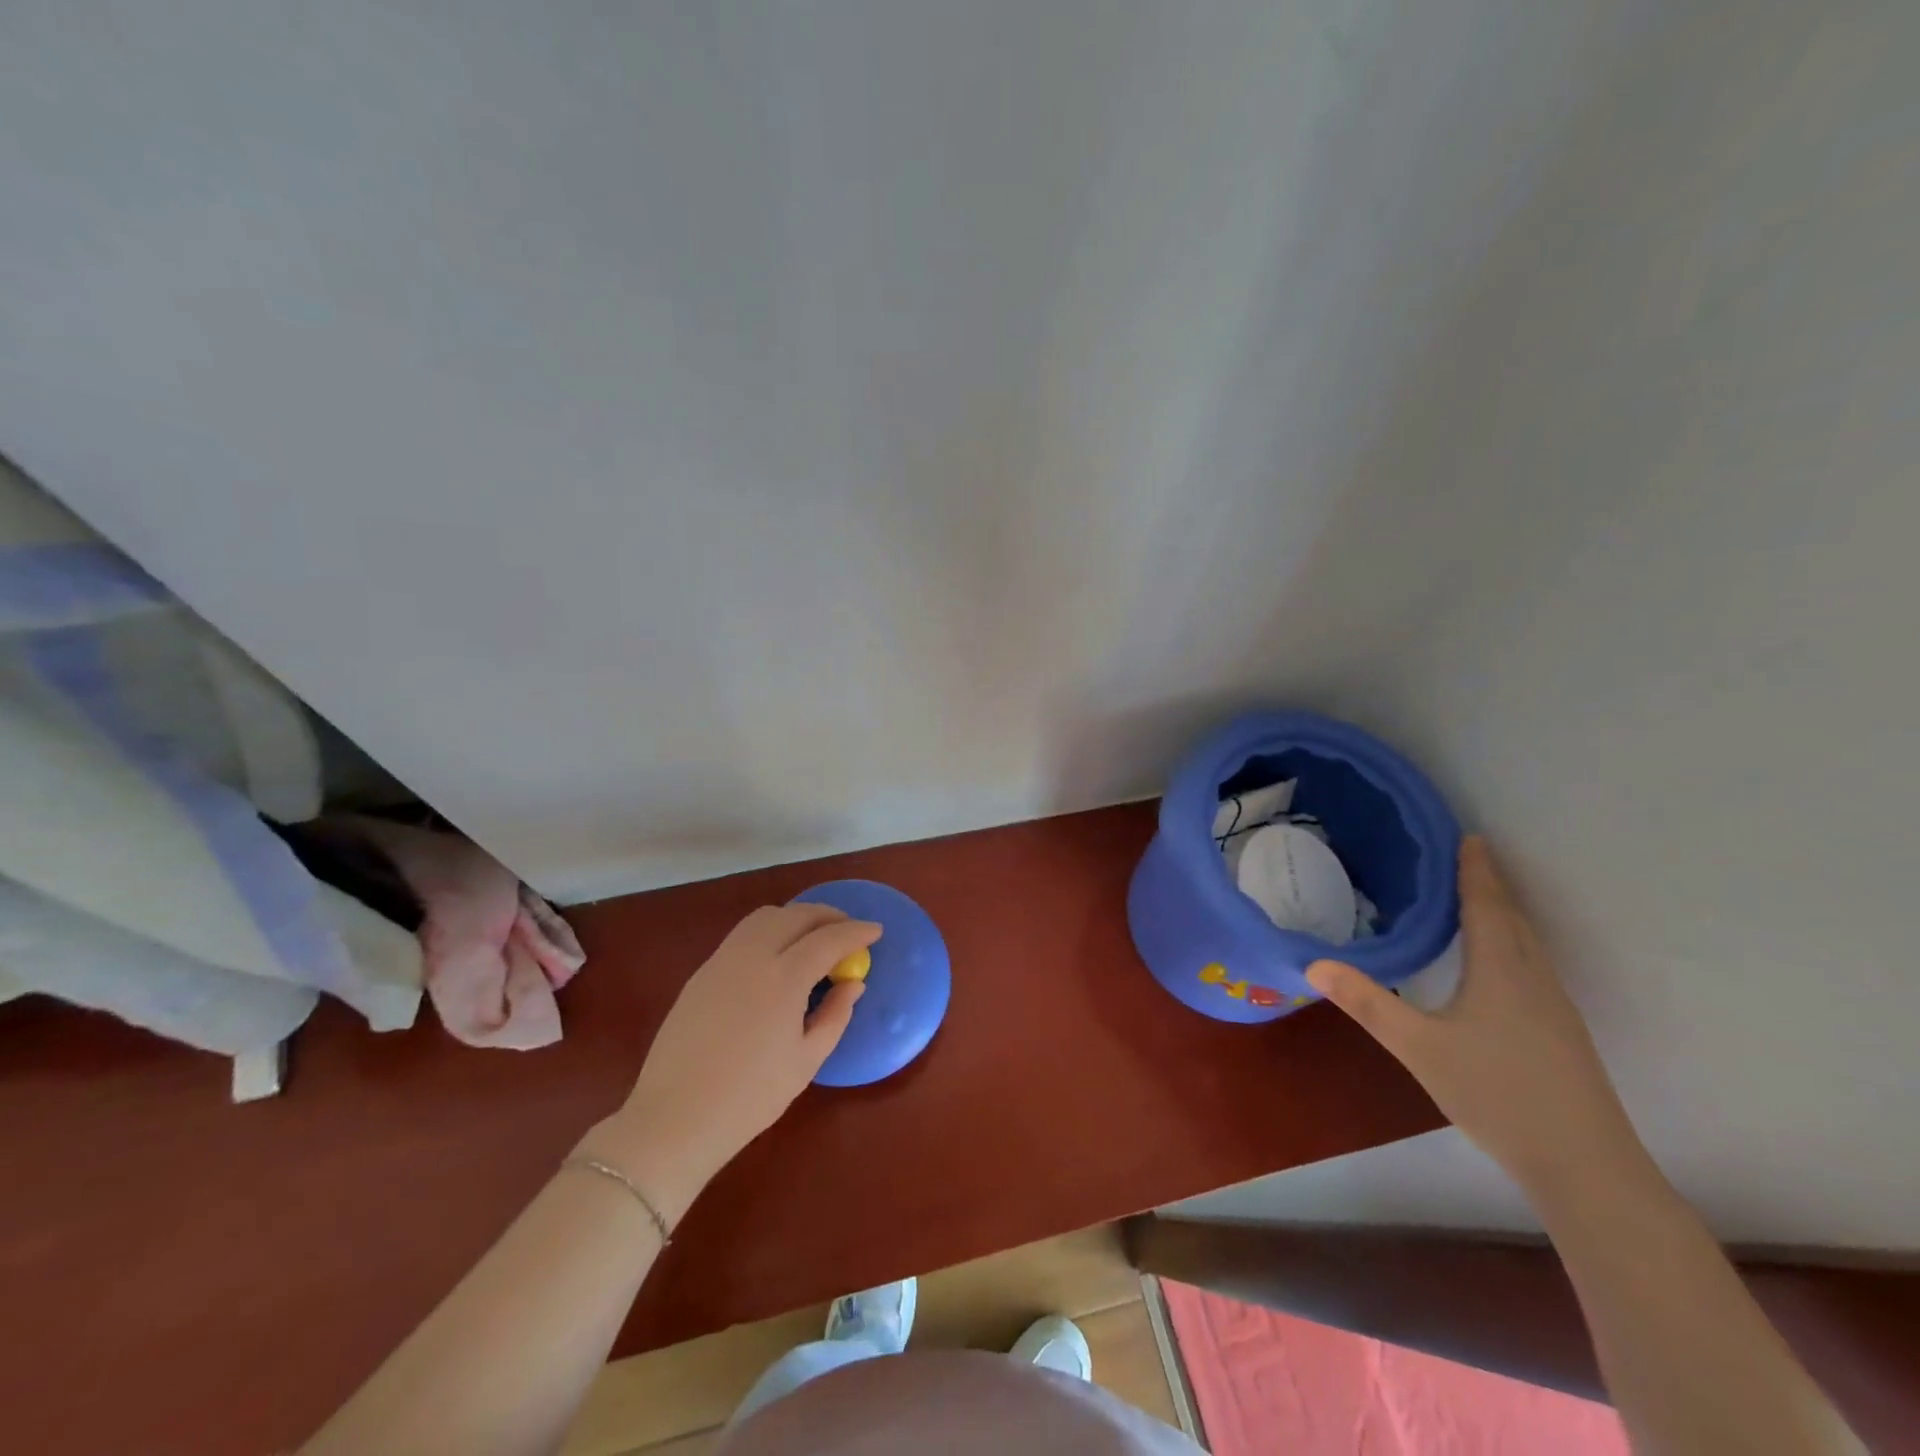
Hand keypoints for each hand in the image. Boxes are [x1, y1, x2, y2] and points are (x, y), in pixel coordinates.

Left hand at [592, 905, 878, 1219]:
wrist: (674, 1119)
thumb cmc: (749, 1098)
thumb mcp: (806, 1062)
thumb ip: (835, 1015)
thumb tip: (854, 983)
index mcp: (783, 979)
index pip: (828, 939)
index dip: (856, 931)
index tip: (876, 931)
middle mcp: (752, 957)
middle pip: (796, 915)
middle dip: (828, 916)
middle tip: (848, 931)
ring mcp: (722, 960)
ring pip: (765, 917)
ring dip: (797, 917)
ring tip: (814, 937)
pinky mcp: (702, 972)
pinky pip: (744, 934)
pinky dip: (771, 930)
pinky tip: (778, 956)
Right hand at [1307, 836, 1638, 1189]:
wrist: (1587, 1167)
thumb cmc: (1498, 1095)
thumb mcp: (1419, 1047)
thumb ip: (1368, 1004)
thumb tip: (1313, 965)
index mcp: (1502, 970)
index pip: (1486, 905)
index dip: (1476, 870)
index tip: (1468, 836)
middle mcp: (1535, 979)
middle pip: (1514, 919)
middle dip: (1491, 885)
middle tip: (1466, 858)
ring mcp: (1555, 1009)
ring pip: (1528, 945)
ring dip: (1504, 915)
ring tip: (1478, 900)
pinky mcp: (1562, 1034)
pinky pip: (1534, 967)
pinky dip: (1513, 944)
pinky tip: (1499, 965)